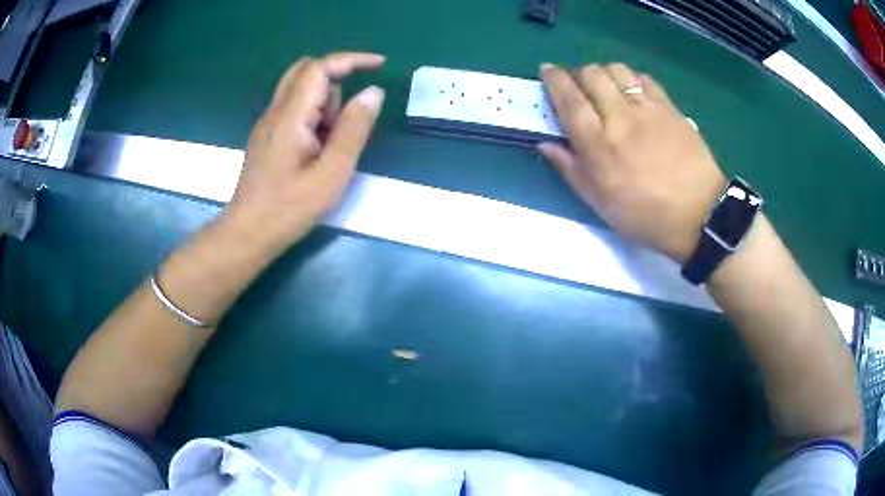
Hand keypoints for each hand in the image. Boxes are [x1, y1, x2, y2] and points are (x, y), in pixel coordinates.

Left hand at [224, 52, 385, 251]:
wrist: (248, 232)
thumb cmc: (290, 208)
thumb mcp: (332, 172)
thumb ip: (354, 129)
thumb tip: (373, 92)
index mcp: (290, 116)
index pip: (319, 68)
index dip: (351, 60)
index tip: (380, 66)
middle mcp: (275, 111)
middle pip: (306, 70)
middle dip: (336, 80)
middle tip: (350, 115)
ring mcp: (268, 122)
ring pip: (301, 90)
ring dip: (325, 104)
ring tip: (329, 147)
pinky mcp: (267, 135)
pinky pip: (294, 109)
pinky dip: (313, 117)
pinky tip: (315, 150)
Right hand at [538, 63, 725, 262]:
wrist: (699, 214)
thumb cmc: (645, 215)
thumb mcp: (600, 203)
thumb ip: (570, 169)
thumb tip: (546, 144)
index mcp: (598, 143)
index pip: (568, 98)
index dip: (553, 79)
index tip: (547, 70)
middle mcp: (619, 116)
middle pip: (591, 74)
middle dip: (578, 73)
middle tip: (578, 86)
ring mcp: (647, 108)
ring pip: (617, 70)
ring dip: (604, 72)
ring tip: (606, 87)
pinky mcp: (669, 107)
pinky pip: (644, 79)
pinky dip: (631, 78)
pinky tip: (633, 91)